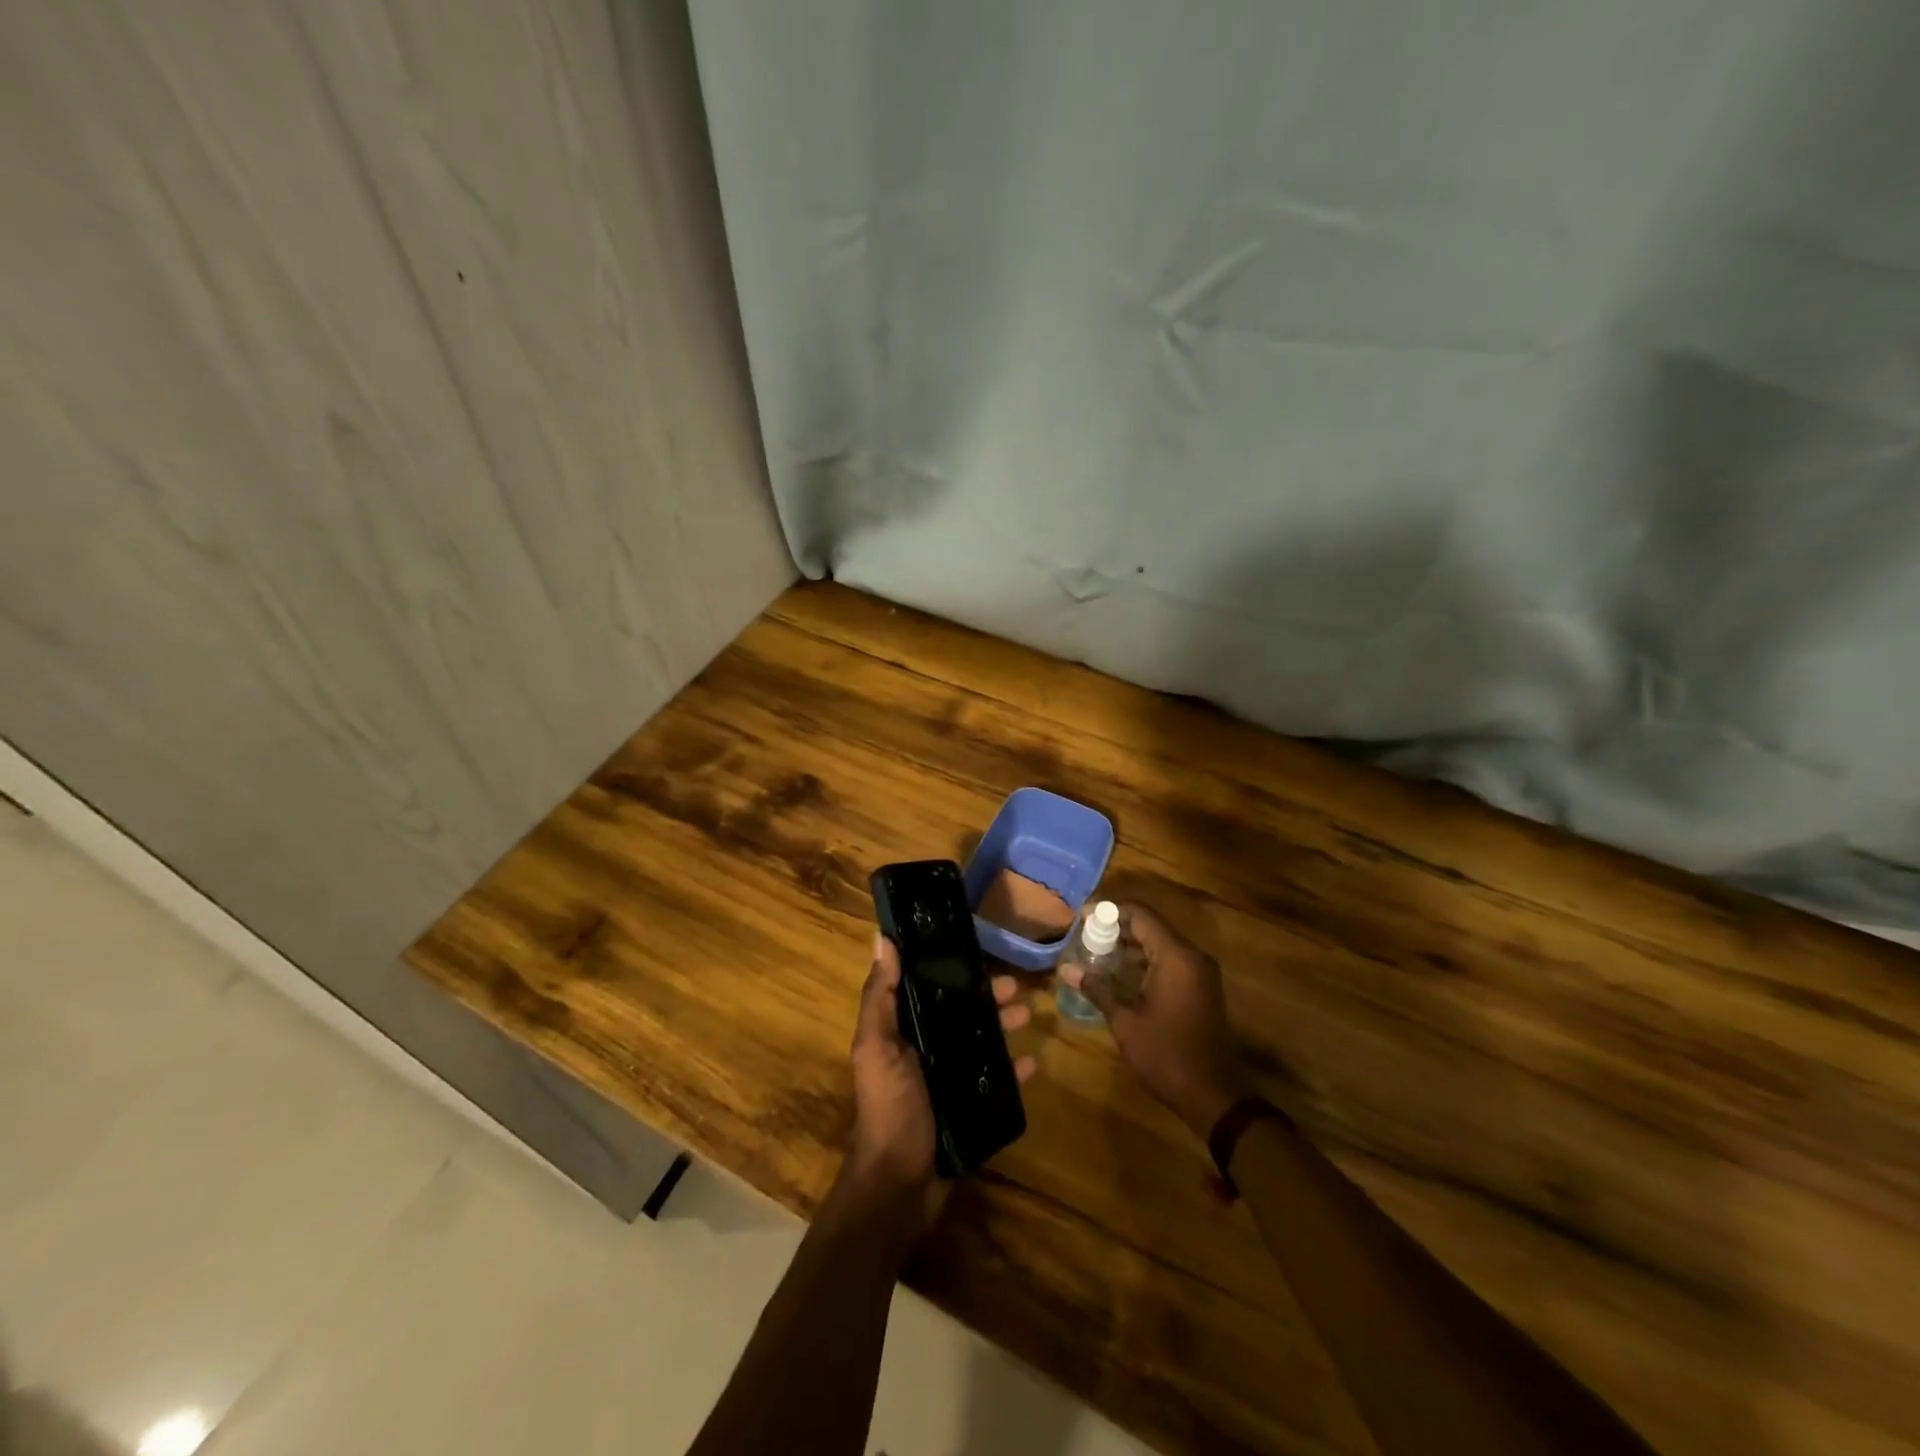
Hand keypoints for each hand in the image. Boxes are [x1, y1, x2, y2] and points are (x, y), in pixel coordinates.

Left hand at [847, 934, 1036, 1222]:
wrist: (900, 1184)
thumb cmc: (889, 1107)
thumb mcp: (877, 1047)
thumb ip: (880, 996)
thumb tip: (881, 938)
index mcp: (901, 1030)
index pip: (926, 987)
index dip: (948, 967)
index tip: (974, 948)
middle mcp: (924, 1048)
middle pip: (960, 1013)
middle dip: (986, 997)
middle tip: (1016, 988)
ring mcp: (947, 1078)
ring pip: (981, 1042)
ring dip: (1004, 1027)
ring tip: (1029, 1017)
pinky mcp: (968, 1106)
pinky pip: (995, 1081)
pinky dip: (1013, 1071)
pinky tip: (1032, 1064)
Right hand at [1060, 904, 1247, 1136]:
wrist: (1213, 1095)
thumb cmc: (1166, 1054)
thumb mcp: (1125, 1022)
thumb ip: (1097, 988)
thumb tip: (1066, 969)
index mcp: (1176, 957)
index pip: (1141, 915)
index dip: (1110, 911)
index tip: (1083, 917)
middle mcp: (1192, 956)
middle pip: (1151, 926)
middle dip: (1117, 928)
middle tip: (1085, 935)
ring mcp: (1201, 972)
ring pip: (1161, 943)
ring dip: (1131, 944)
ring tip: (1097, 953)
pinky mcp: (1202, 988)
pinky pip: (1171, 959)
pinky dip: (1146, 959)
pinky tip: (1122, 972)